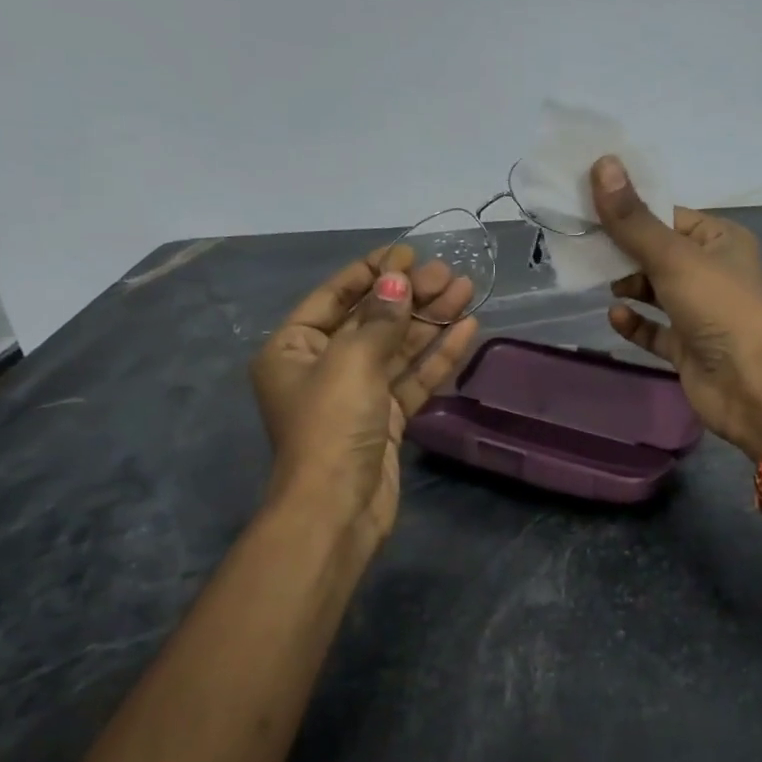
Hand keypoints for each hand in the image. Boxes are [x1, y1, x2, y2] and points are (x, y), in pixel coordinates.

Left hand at [250, 247, 479, 551]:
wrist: (337, 509)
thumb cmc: (331, 426)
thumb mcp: (351, 362)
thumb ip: (379, 319)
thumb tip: (399, 280)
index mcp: (293, 349)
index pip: (334, 297)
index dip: (372, 272)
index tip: (408, 252)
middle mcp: (323, 368)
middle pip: (371, 321)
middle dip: (410, 296)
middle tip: (448, 273)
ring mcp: (357, 395)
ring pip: (398, 349)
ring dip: (431, 320)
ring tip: (467, 290)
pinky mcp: (386, 420)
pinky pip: (413, 379)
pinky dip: (438, 356)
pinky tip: (467, 329)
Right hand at [593, 156, 761, 459]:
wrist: (750, 385)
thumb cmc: (717, 308)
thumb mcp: (672, 257)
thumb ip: (633, 219)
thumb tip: (601, 164)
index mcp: (720, 240)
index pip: (668, 217)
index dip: (631, 211)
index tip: (589, 206)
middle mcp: (711, 273)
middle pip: (657, 253)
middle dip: (623, 251)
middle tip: (582, 246)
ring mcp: (700, 312)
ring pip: (654, 291)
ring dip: (627, 286)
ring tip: (596, 281)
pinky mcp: (687, 347)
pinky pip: (654, 329)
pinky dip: (635, 323)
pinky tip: (614, 316)